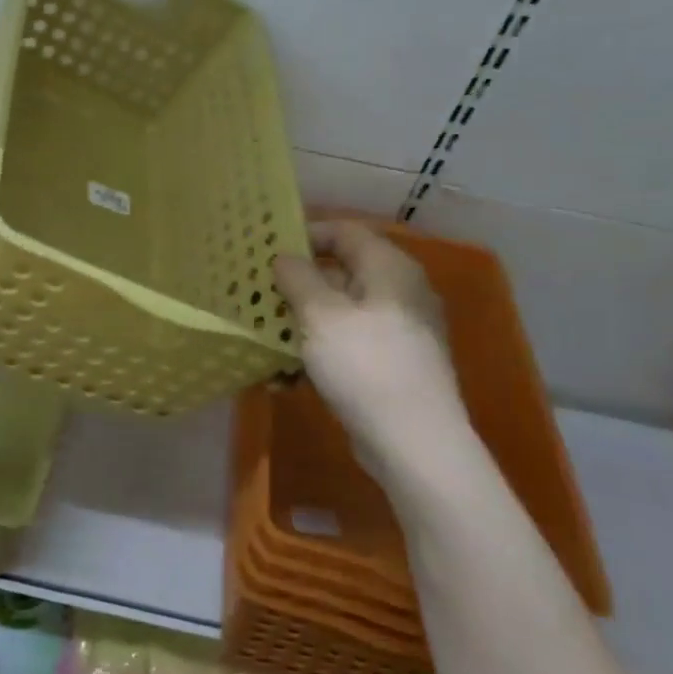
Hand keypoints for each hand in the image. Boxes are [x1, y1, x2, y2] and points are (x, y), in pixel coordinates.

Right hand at [273, 220, 477, 492]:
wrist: (414, 442)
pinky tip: (286, 377)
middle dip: (297, 283)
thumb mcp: (320, 314)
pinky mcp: (392, 366)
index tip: (267, 250)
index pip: (344, 231)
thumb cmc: (364, 364)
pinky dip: (318, 353)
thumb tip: (286, 257)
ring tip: (265, 338)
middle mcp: (400, 293)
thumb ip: (298, 277)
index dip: (305, 234)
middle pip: (341, 272)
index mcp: (389, 269)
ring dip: (302, 322)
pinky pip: (348, 346)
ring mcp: (399, 332)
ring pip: (341, 313)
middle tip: (259, 293)